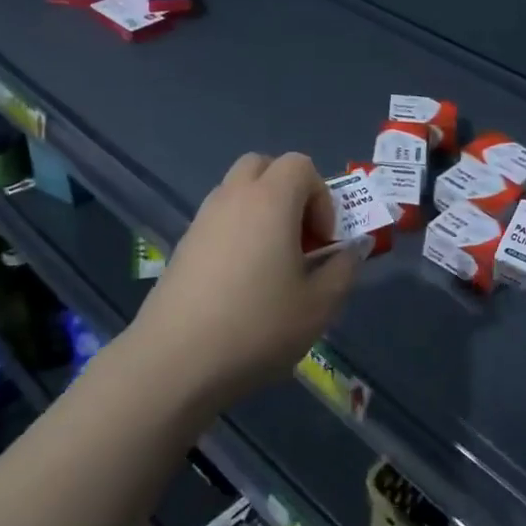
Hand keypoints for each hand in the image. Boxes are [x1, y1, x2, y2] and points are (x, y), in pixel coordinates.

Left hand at [126, 153, 364, 409]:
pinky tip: (240, 283)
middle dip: (287, 191)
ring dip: (260, 212)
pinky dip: (236, 233)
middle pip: (262, 166)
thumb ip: (343, 270)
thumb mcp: (319, 306)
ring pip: (236, 192)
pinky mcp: (182, 246)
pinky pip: (218, 220)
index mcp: (270, 200)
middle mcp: (233, 197)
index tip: (322, 240)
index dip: (321, 196)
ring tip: (271, 263)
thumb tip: (350, 251)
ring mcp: (202, 220)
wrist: (175, 360)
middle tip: (298, 237)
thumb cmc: (257, 326)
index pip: (300, 165)